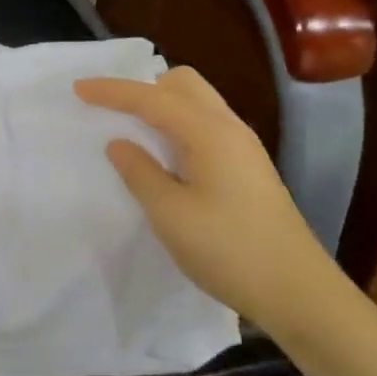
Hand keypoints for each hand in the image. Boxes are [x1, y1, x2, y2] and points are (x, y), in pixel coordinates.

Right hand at [75, 67, 326, 327]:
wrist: (298, 291)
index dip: (112, 91)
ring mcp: (243, 146)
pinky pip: (206, 124)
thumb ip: (140, 173)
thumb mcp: (171, 215)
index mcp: (209, 132)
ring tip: (134, 131)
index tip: (78, 89)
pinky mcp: (248, 166)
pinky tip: (166, 156)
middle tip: (113, 111)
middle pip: (182, 84)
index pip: (152, 97)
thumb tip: (120, 143)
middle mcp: (229, 127)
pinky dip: (178, 125)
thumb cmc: (229, 251)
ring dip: (162, 106)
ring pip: (196, 103)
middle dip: (143, 88)